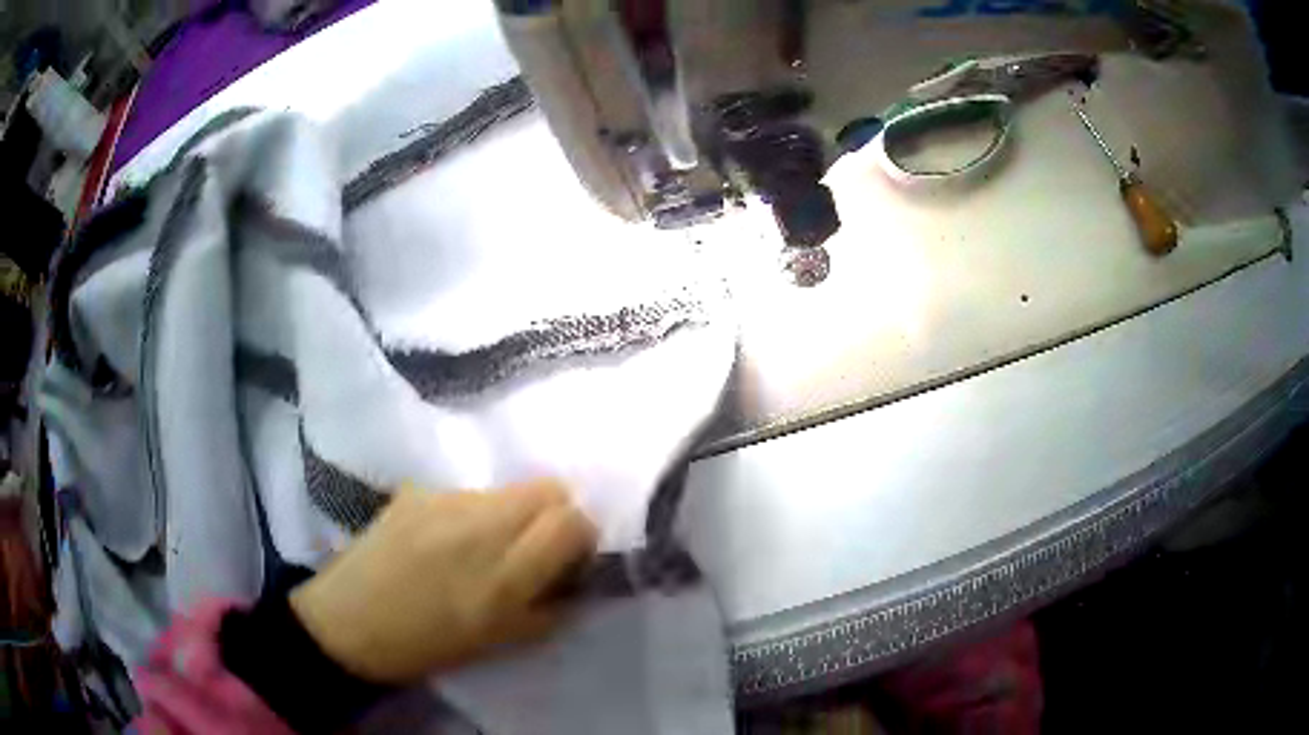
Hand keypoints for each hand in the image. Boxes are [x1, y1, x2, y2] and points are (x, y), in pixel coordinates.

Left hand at [289, 480, 597, 683]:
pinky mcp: (415, 490)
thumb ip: (547, 607)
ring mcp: (443, 502)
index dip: (581, 536)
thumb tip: (573, 577)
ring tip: (480, 545)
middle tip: (532, 546)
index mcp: (503, 577)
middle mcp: (479, 527)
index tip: (567, 557)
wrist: (348, 623)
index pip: (571, 521)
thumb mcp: (499, 641)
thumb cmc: (426, 645)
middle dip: (554, 514)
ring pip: (507, 488)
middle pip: (548, 488)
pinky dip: (471, 512)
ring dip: (510, 513)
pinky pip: (465, 492)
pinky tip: (443, 539)